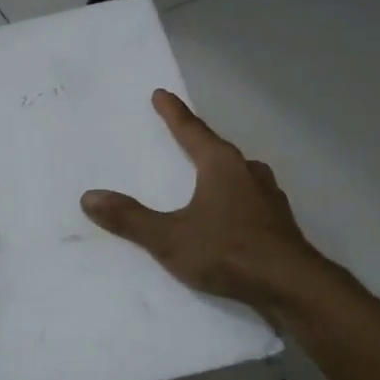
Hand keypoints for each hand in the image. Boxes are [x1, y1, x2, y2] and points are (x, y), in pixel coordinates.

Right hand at [81, 90, 330, 316]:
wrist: (290, 285)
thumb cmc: (228, 252)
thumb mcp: (170, 237)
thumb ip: (130, 219)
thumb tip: (89, 197)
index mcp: (222, 165)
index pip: (192, 130)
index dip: (173, 113)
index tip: (161, 94)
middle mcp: (248, 171)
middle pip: (218, 149)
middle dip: (198, 142)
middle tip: (181, 136)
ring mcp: (269, 196)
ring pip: (238, 174)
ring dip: (220, 171)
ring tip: (204, 176)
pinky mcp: (278, 221)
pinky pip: (249, 199)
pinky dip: (233, 198)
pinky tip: (229, 214)